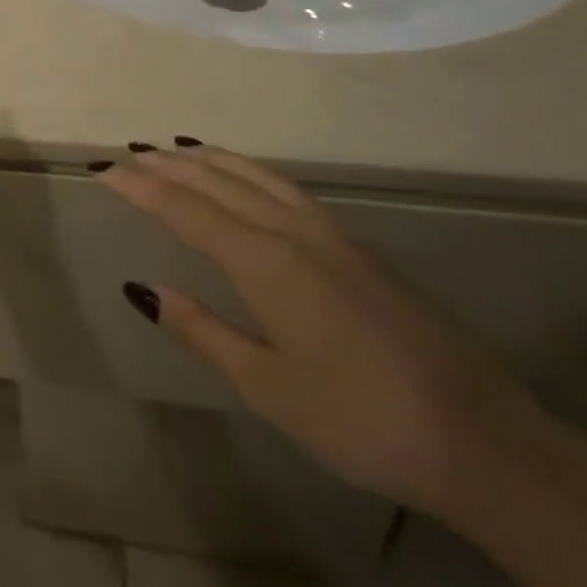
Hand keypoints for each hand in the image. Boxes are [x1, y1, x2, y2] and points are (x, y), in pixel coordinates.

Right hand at [106, 144, 555, 526]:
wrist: (482, 438)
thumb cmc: (361, 420)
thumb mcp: (268, 388)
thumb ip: (203, 331)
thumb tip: (144, 288)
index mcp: (265, 262)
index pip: (186, 210)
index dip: (141, 188)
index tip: (104, 170)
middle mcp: (292, 231)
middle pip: (217, 181)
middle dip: (168, 165)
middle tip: (128, 152)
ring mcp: (328, 233)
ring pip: (254, 176)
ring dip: (209, 159)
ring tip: (175, 148)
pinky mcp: (353, 244)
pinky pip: (283, 186)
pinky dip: (248, 169)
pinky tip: (244, 177)